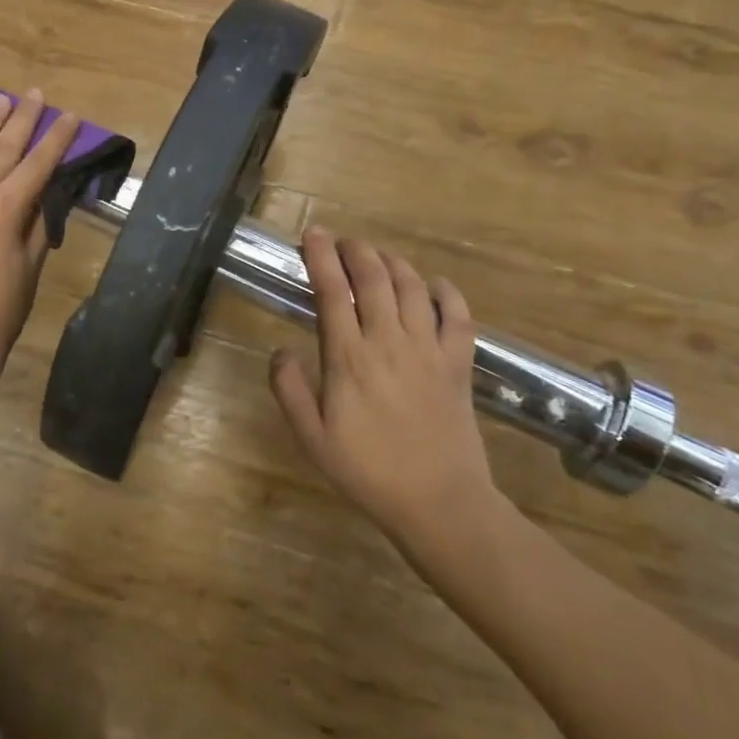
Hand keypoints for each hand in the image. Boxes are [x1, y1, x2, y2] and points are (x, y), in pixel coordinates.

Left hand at [0, 89, 79, 373]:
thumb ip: (37, 224)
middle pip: (1, 147)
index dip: (57, 138)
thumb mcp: (30, 264)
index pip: (36, 163)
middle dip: (21, 119)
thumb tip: (44, 196)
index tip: (71, 115)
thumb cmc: (0, 308)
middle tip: (34, 93)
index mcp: (3, 207)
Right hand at [269, 228, 502, 551]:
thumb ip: (290, 390)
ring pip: (412, 287)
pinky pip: (458, 316)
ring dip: (393, 262)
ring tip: (378, 256)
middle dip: (355, 250)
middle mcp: (389, 341)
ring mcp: (428, 350)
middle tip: (342, 241)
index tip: (312, 235)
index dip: (321, 256)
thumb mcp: (312, 438)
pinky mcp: (458, 364)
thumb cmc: (368, 471)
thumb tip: (280, 350)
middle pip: (373, 277)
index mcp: (349, 357)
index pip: (332, 291)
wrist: (439, 503)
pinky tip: (435, 285)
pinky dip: (447, 293)